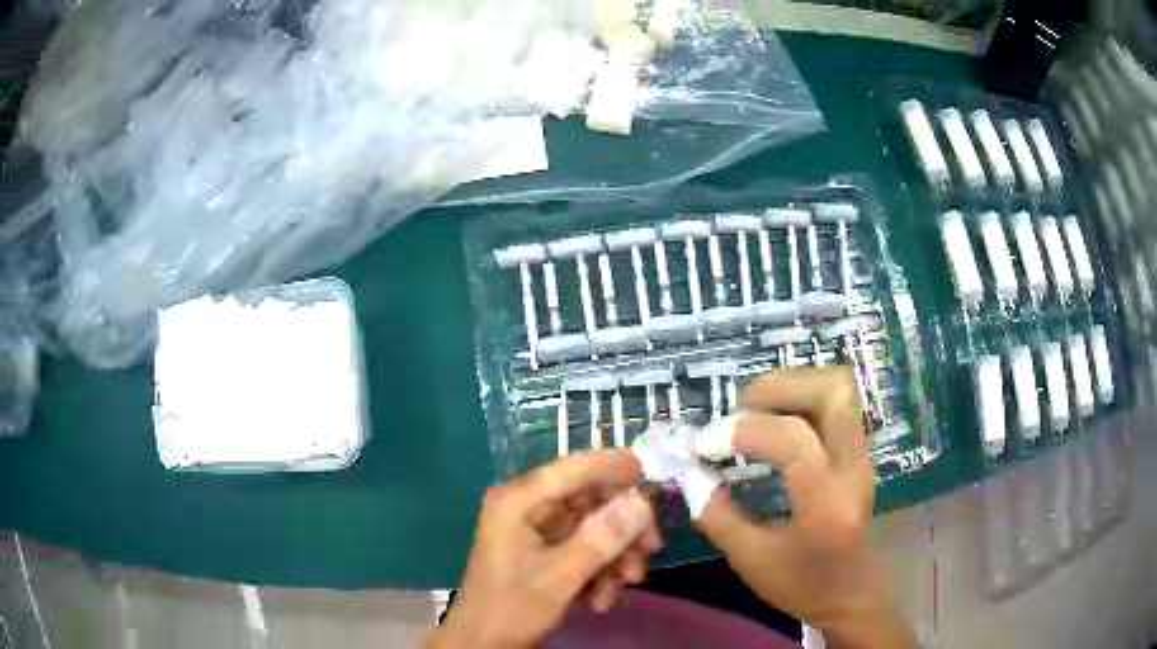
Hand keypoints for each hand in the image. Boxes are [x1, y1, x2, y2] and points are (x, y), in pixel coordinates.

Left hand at [431, 450, 659, 648]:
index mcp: (517, 502)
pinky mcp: (545, 554)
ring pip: (592, 528)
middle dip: (621, 527)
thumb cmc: (512, 608)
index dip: (611, 466)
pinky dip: (599, 571)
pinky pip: (584, 550)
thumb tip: (642, 503)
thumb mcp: (559, 577)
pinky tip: (600, 600)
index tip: (649, 471)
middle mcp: (527, 509)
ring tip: (627, 583)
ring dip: (614, 555)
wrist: (485, 645)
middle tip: (651, 548)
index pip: (570, 469)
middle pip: (588, 500)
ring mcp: (536, 533)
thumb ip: (601, 539)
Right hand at [692, 366, 915, 648]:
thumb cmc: (802, 585)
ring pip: (838, 387)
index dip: (746, 431)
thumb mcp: (750, 559)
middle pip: (831, 392)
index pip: (796, 442)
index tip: (705, 444)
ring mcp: (862, 456)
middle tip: (738, 410)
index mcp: (826, 506)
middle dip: (778, 387)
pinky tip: (774, 421)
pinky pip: (836, 402)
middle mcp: (853, 469)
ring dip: (791, 386)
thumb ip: (716, 514)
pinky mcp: (860, 451)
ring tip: (754, 410)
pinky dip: (801, 397)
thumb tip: (691, 471)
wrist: (852, 594)